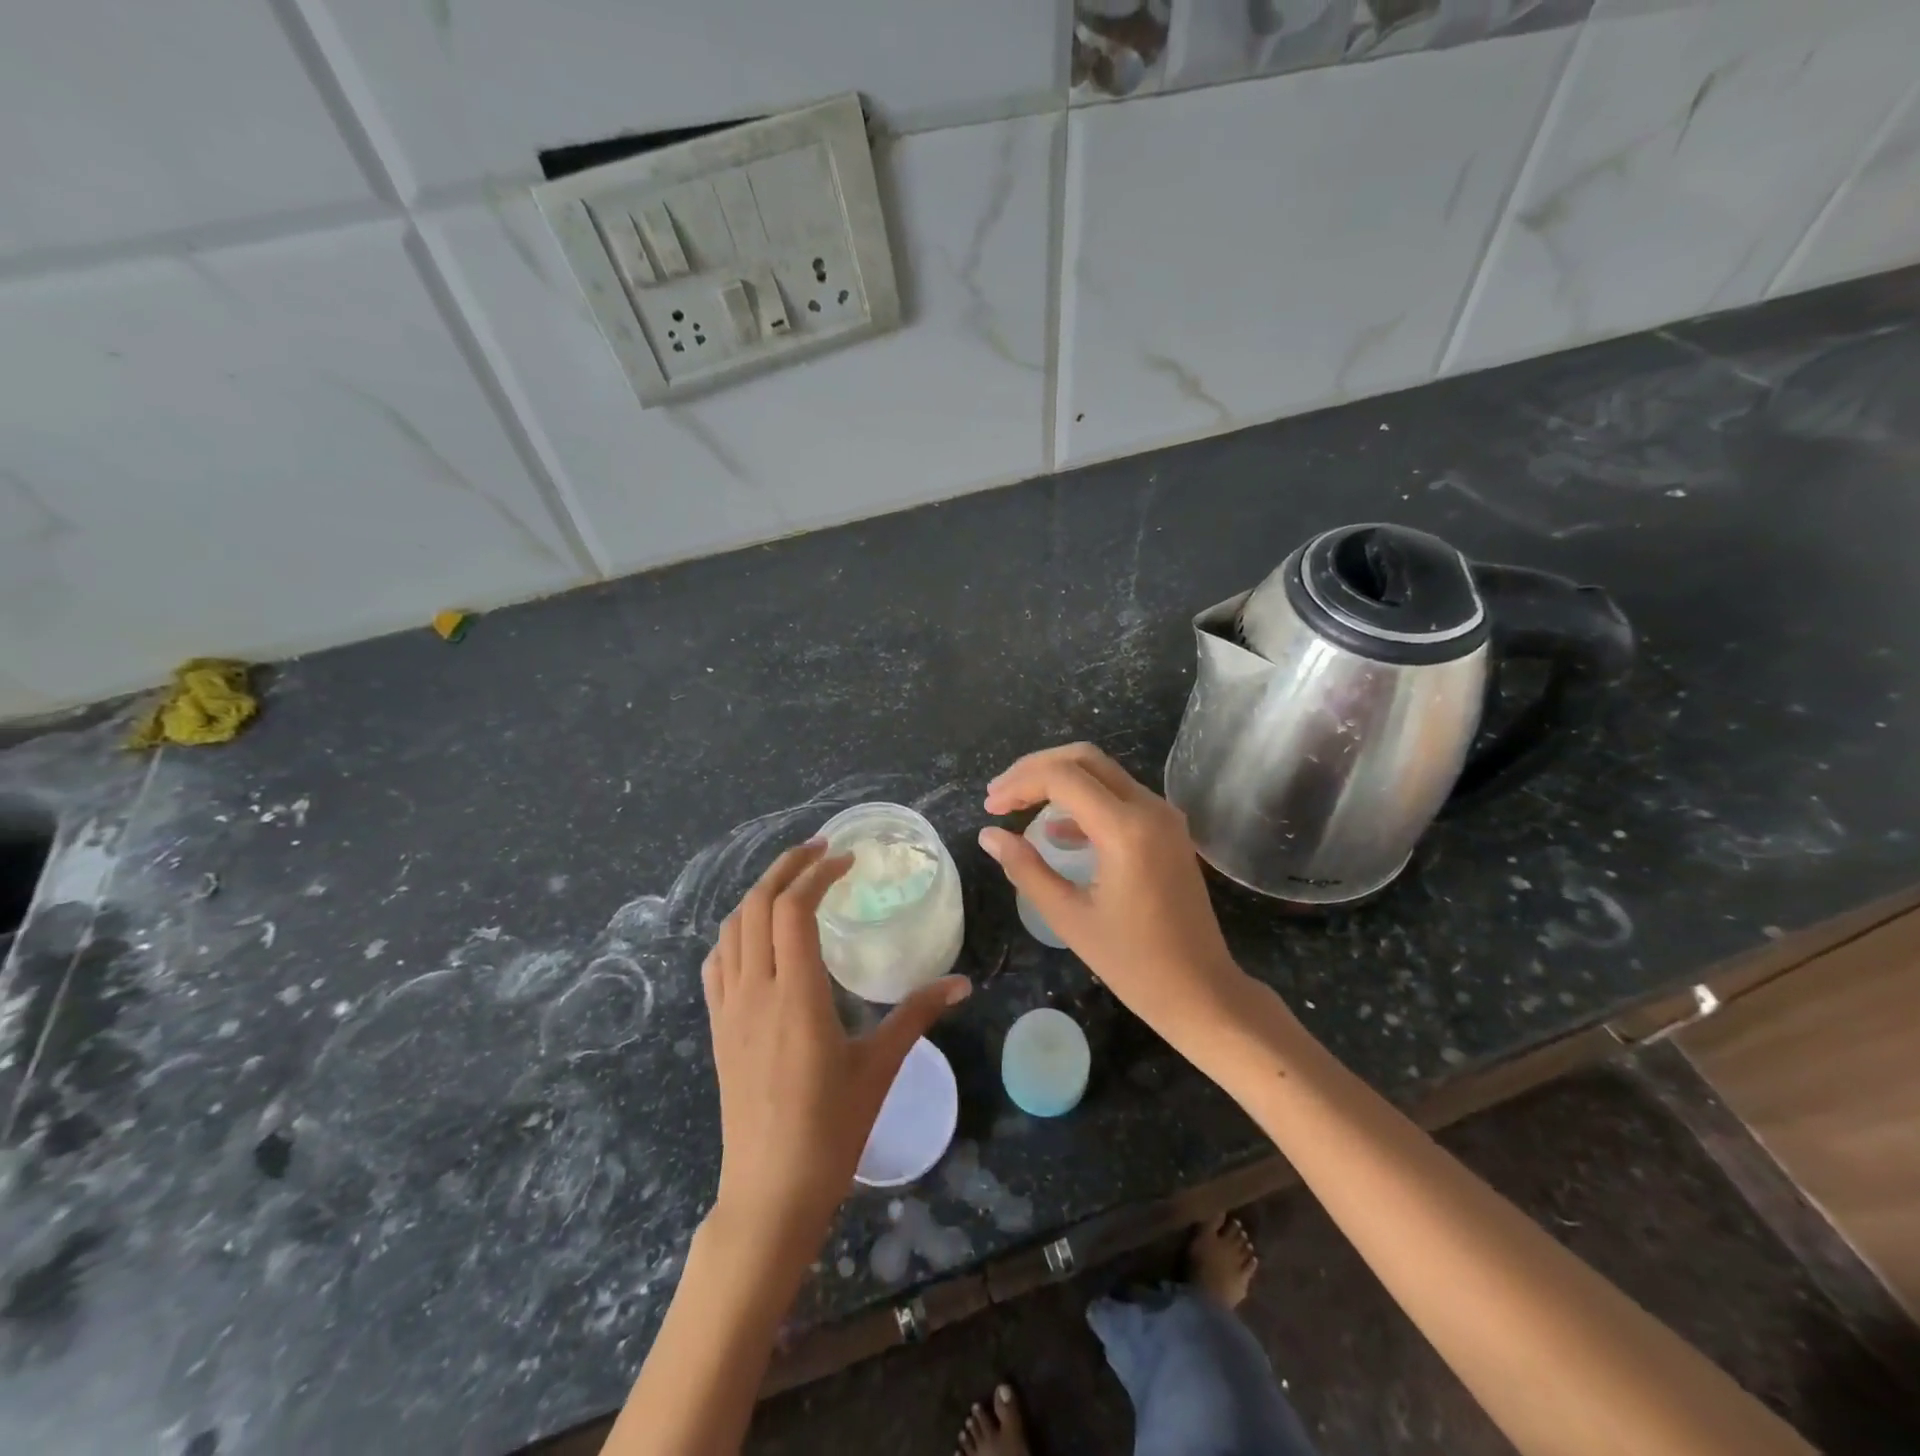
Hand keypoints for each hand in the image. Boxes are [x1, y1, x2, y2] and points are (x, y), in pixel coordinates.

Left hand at [703, 842, 970, 1242]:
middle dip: (786, 867)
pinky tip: (758, 936)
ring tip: (793, 882)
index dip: (818, 873)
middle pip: (757, 905)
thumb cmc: (831, 1130)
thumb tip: (961, 983)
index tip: (847, 861)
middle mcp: (755, 991)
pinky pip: (717, 962)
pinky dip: (736, 931)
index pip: (794, 909)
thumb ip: (917, 1014)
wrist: (770, 1194)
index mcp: (796, 995)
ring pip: (732, 928)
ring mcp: (729, 1009)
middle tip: (820, 851)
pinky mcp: (718, 1028)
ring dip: (759, 894)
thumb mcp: (880, 1067)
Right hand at [979, 743, 1247, 1041]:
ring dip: (1058, 780)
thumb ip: (1026, 869)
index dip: (1019, 784)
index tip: (989, 807)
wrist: (1201, 991)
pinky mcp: (1167, 830)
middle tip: (1000, 795)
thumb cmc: (1134, 963)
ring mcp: (1163, 817)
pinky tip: (1055, 830)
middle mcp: (1149, 809)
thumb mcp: (1069, 917)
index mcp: (1126, 829)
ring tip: (1017, 805)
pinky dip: (1083, 800)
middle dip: (1035, 769)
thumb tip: (989, 836)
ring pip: (1102, 773)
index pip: (1062, 777)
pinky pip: (1119, 796)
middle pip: (1084, 759)